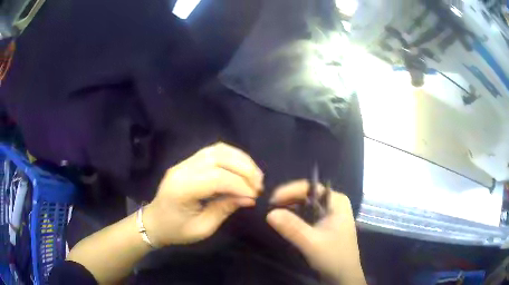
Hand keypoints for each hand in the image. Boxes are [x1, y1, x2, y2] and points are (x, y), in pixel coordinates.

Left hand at [144, 142, 263, 246]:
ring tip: (254, 174)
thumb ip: (224, 209)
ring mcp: (184, 162)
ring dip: (240, 159)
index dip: (239, 185)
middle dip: (244, 169)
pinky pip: (213, 151)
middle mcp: (182, 169)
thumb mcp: (202, 228)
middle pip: (218, 158)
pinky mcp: (188, 161)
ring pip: (217, 150)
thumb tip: (249, 198)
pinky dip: (231, 156)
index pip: (216, 178)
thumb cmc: (176, 230)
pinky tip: (241, 167)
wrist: (154, 222)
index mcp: (182, 189)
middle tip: (259, 185)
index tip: (255, 196)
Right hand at [267, 181, 365, 284]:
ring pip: (305, 205)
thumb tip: (269, 213)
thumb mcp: (311, 242)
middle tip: (269, 208)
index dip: (289, 191)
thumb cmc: (333, 256)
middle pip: (307, 195)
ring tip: (273, 214)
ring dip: (289, 208)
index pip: (310, 187)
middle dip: (288, 199)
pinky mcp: (324, 225)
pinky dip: (294, 217)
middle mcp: (333, 203)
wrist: (343, 275)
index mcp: (336, 201)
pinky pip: (306, 215)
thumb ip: (292, 227)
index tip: (271, 200)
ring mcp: (329, 214)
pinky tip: (283, 222)